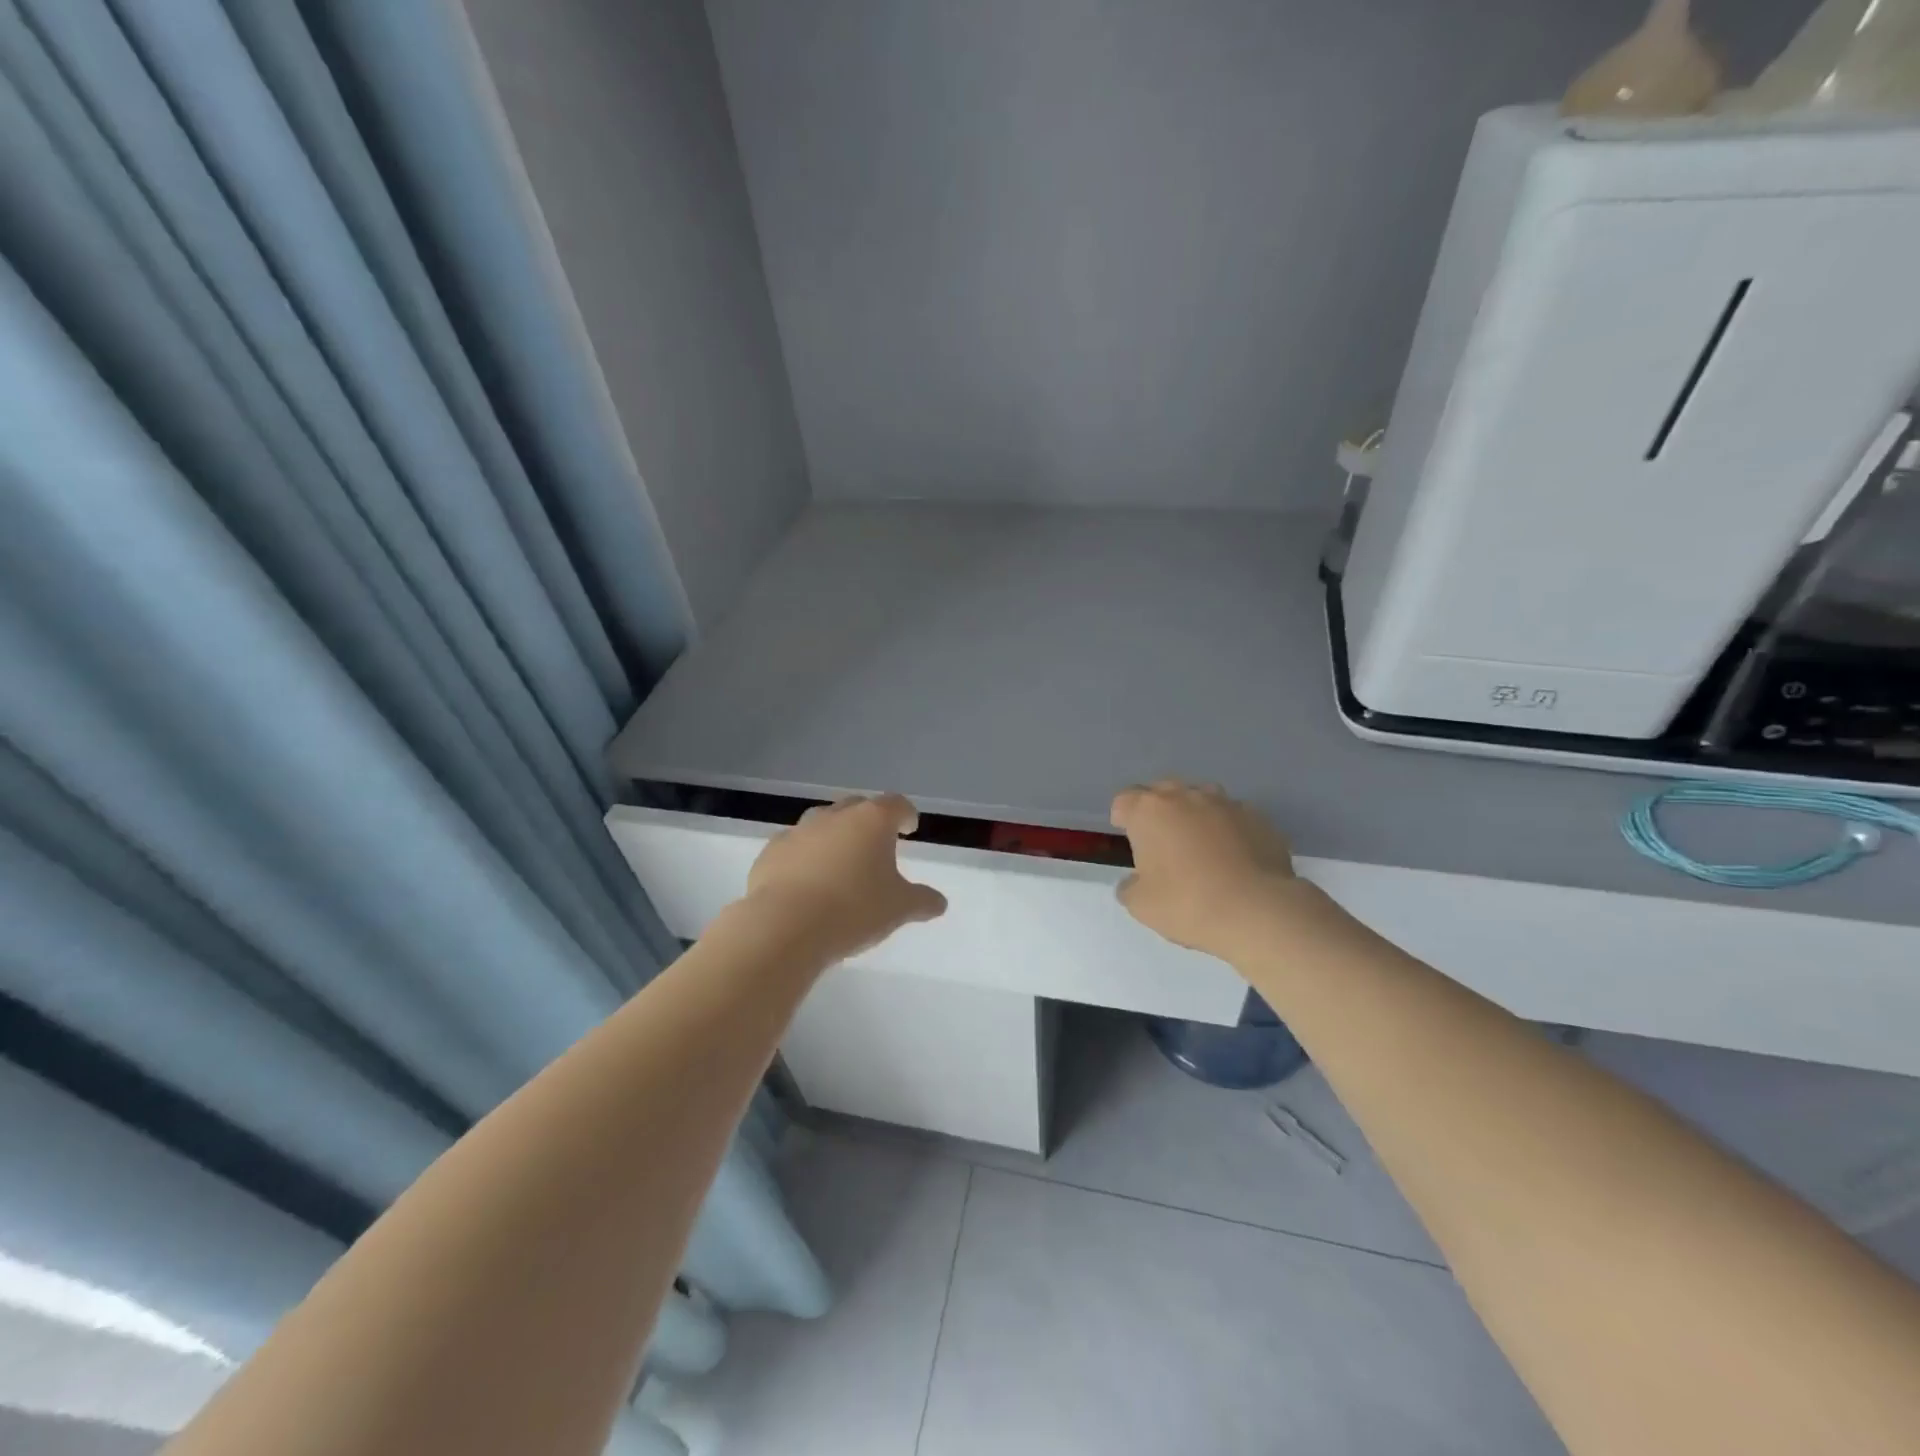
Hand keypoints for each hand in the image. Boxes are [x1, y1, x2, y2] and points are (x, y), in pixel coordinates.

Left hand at [744, 794, 947, 962]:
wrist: (784, 927)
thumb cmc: (853, 910)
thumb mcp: (899, 909)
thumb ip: (922, 901)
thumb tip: (938, 902)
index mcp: (872, 820)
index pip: (896, 804)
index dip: (905, 815)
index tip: (909, 828)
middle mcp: (834, 816)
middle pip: (857, 807)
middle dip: (868, 823)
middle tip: (876, 846)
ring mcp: (798, 831)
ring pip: (822, 825)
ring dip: (834, 838)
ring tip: (840, 865)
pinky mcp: (770, 853)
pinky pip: (795, 848)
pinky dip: (805, 858)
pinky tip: (807, 883)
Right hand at [1110, 780, 1320, 963]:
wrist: (1257, 911)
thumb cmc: (1187, 904)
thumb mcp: (1141, 905)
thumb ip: (1130, 887)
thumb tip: (1135, 881)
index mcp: (1149, 811)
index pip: (1124, 800)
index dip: (1123, 817)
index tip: (1129, 838)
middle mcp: (1185, 797)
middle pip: (1162, 791)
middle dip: (1158, 810)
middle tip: (1162, 841)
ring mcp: (1225, 803)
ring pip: (1201, 797)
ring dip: (1194, 814)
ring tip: (1199, 845)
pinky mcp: (1258, 817)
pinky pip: (1233, 816)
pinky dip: (1227, 829)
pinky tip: (1233, 856)